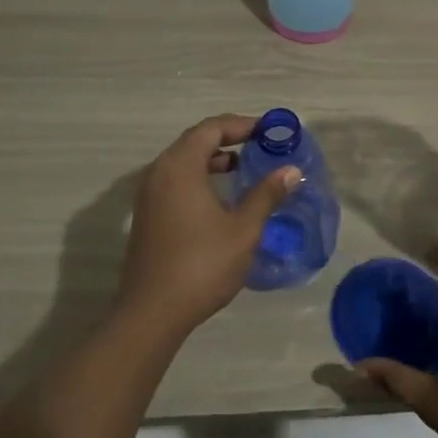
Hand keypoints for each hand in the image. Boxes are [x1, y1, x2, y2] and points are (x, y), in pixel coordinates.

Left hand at [117, 114, 299, 340]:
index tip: (268, 131)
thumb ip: (266, 194)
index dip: (241, 125)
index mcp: (180, 166)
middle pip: (195, 140)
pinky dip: (198, 176)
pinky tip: (219, 198)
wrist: (152, 313)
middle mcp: (159, 172)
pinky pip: (174, 180)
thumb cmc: (201, 264)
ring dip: (212, 158)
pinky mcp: (146, 215)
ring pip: (182, 161)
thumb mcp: (243, 229)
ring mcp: (148, 195)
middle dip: (228, 138)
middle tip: (259, 145)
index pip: (212, 128)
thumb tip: (291, 171)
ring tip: (242, 168)